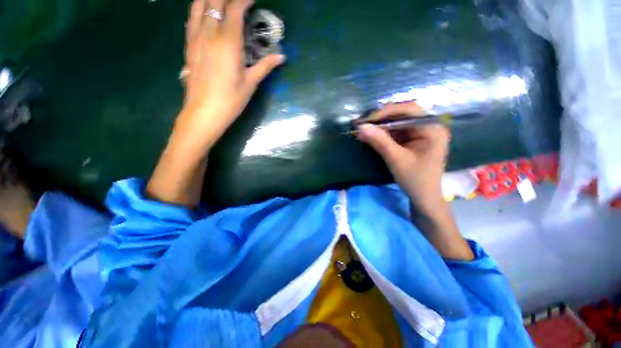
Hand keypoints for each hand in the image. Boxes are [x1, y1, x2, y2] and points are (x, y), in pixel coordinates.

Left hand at [177, 0, 284, 150]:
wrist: (204, 113)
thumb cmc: (231, 100)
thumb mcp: (250, 83)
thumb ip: (265, 66)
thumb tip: (281, 56)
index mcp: (227, 42)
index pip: (235, 9)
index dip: (244, 0)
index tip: (253, 0)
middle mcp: (209, 33)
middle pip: (214, 1)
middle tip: (239, 2)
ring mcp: (195, 38)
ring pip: (198, 5)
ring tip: (222, 3)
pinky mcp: (188, 46)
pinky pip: (191, 18)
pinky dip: (199, 9)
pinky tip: (205, 13)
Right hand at [358, 102, 472, 259]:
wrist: (425, 202)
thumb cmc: (418, 184)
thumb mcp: (398, 162)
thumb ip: (379, 143)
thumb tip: (359, 128)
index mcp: (434, 127)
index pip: (406, 110)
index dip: (384, 113)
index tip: (364, 121)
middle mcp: (428, 127)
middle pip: (400, 114)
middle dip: (379, 118)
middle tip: (360, 125)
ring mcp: (418, 134)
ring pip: (394, 123)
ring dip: (377, 126)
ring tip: (361, 131)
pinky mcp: (409, 142)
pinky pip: (392, 132)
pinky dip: (379, 134)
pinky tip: (369, 138)